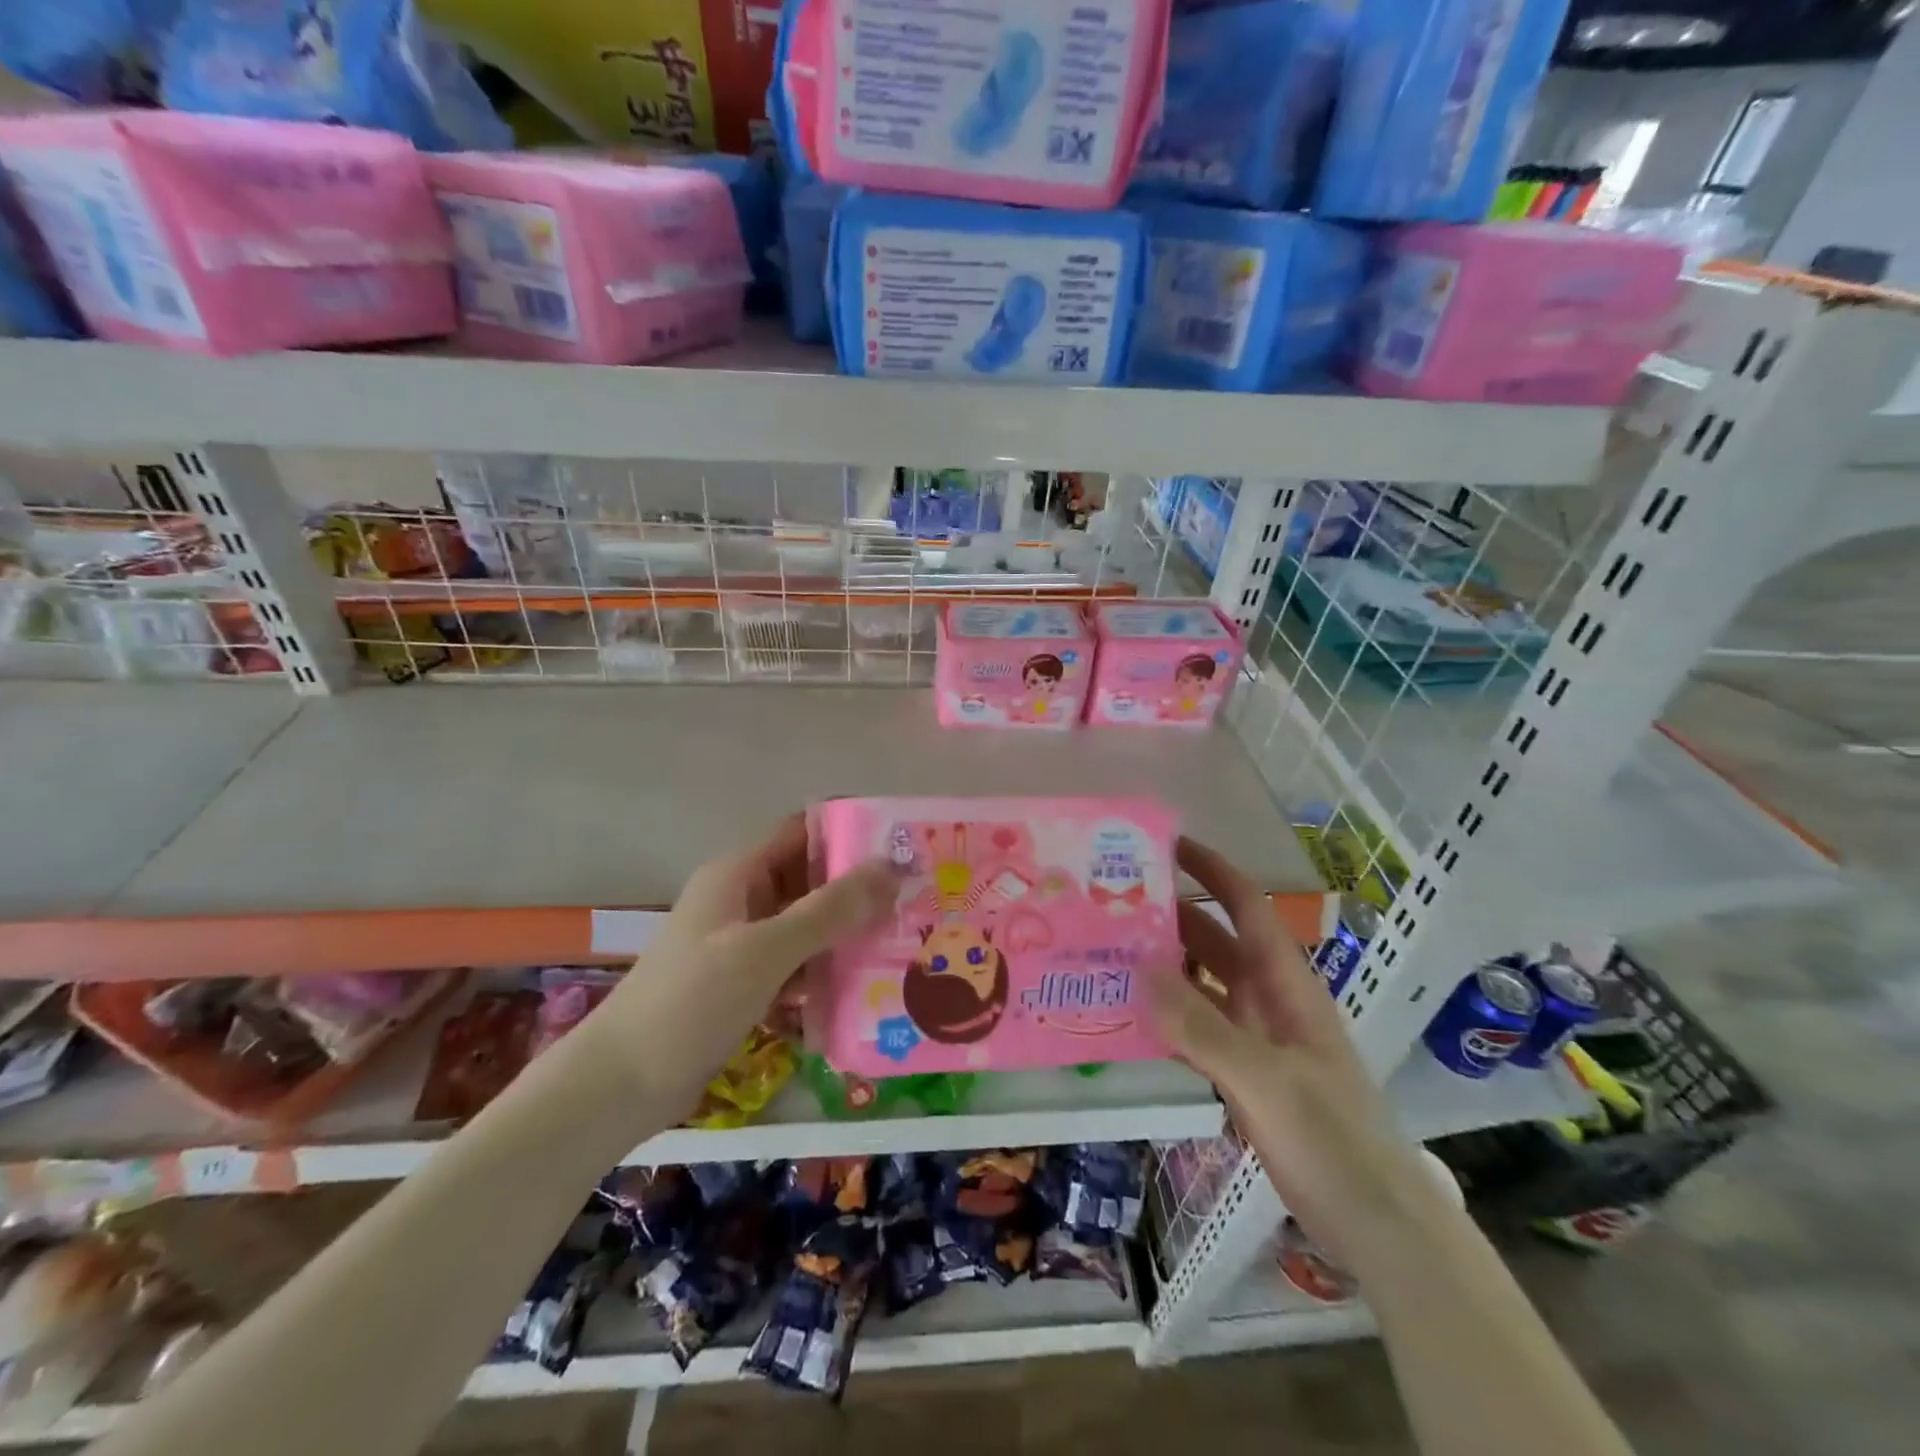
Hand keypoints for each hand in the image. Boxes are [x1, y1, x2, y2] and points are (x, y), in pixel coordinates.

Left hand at [583, 816, 895, 1121]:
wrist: (620, 1085)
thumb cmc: (691, 1002)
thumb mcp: (765, 951)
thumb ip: (828, 911)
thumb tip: (890, 869)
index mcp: (738, 873)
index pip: (803, 832)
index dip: (849, 832)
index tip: (902, 847)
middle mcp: (741, 899)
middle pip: (809, 879)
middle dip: (858, 889)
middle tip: (914, 902)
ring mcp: (740, 943)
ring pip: (805, 924)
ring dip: (846, 933)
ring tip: (902, 944)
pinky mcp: (743, 983)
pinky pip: (794, 964)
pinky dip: (823, 971)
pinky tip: (863, 988)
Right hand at [1150, 837, 1436, 1274]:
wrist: (1378, 1225)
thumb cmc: (1332, 1141)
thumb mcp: (1265, 1080)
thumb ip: (1202, 1027)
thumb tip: (1137, 968)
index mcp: (1284, 983)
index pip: (1246, 906)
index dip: (1211, 869)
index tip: (1164, 845)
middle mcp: (1267, 999)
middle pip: (1215, 939)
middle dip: (1170, 914)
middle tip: (1109, 901)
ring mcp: (1255, 1037)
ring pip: (1201, 983)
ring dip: (1162, 964)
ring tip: (1105, 952)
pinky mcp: (1243, 1073)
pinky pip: (1195, 1027)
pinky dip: (1164, 1014)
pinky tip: (1126, 1016)